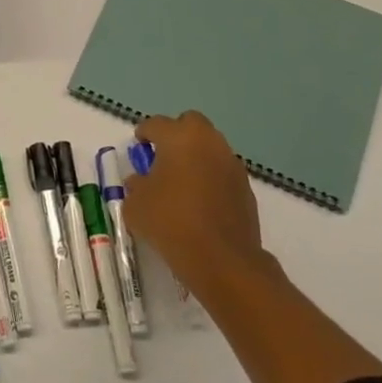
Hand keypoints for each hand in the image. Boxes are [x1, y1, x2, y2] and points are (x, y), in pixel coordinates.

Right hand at [125, 112, 271, 308]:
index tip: (138, 145)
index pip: (156, 124)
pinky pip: (222, 172)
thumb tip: (141, 181)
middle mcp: (210, 143)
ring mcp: (232, 165)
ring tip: (180, 182)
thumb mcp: (135, 204)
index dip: (144, 133)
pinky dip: (210, 178)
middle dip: (176, 134)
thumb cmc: (170, 222)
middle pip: (191, 124)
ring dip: (195, 156)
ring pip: (210, 147)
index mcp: (179, 138)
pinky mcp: (246, 188)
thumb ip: (136, 186)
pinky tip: (199, 202)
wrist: (221, 259)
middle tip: (162, 156)